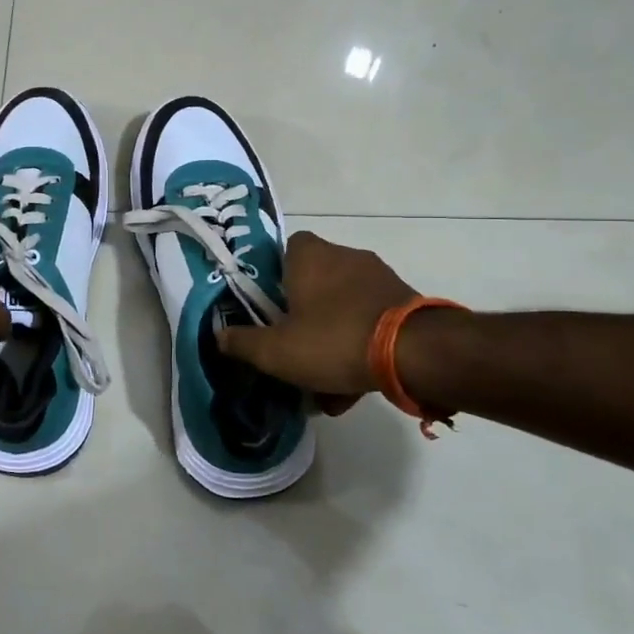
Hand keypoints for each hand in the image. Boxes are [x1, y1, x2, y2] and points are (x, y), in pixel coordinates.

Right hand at [217, 231, 418, 410]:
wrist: (414, 354)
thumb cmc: (333, 340)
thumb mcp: (275, 351)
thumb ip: (242, 342)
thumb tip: (218, 336)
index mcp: (311, 257)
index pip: (287, 248)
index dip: (275, 275)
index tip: (269, 306)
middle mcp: (346, 257)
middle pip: (314, 281)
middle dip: (303, 315)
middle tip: (293, 348)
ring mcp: (379, 278)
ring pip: (342, 307)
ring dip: (331, 338)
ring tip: (323, 382)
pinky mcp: (404, 302)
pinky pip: (369, 322)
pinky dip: (359, 347)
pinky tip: (353, 386)